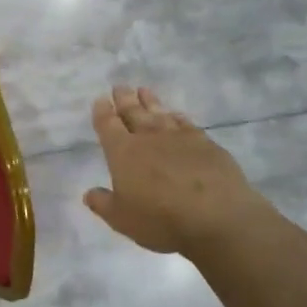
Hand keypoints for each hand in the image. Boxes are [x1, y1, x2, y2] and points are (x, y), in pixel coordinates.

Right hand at [83, 86, 271, 257]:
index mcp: (123, 152)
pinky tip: (175, 114)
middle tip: (120, 86)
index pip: (108, 125)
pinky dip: (177, 116)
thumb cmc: (161, 219)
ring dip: (150, 101)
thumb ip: (103, 204)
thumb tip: (89, 193)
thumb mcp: (121, 219)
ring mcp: (179, 137)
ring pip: (159, 113)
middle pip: (133, 112)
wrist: (217, 216)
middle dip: (124, 99)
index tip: (100, 100)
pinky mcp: (205, 143)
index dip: (102, 112)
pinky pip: (186, 123)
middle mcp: (149, 138)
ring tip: (144, 90)